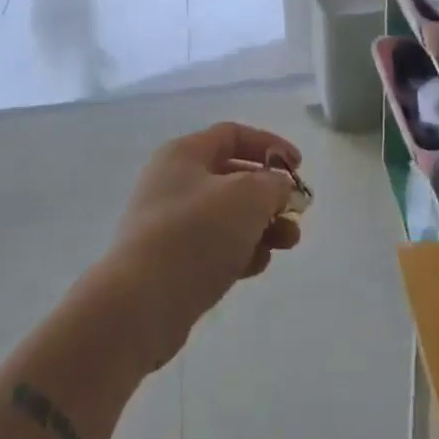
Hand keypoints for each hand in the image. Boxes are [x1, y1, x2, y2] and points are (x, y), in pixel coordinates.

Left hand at [105, 123, 302, 365]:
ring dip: (262, 225)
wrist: (140, 304)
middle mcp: (173, 183)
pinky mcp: (171, 264)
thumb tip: (277, 187)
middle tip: (297, 212)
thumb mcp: (248, 196)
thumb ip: (273, 184)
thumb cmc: (196, 233)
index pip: (233, 135)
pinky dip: (241, 251)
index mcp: (184, 154)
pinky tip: (258, 265)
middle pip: (232, 177)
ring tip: (288, 243)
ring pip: (227, 216)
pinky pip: (215, 247)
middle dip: (269, 193)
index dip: (270, 145)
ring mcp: (170, 225)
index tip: (298, 167)